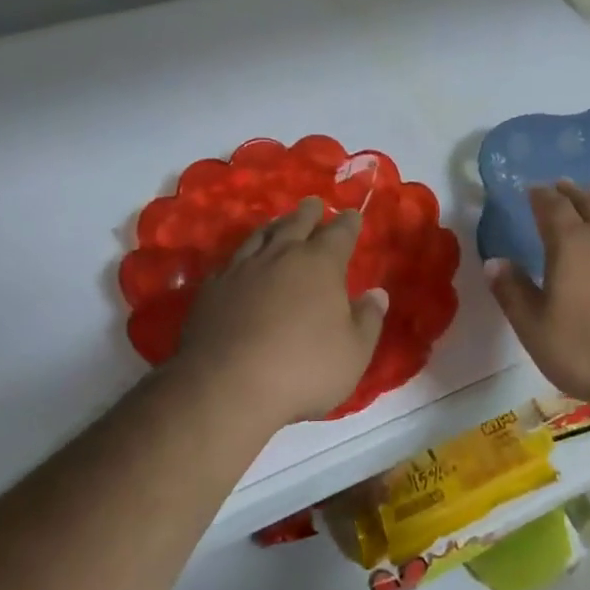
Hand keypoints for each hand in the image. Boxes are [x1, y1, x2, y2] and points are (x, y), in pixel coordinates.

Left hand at [176, 197, 386, 425]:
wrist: (227, 386)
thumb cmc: (303, 369)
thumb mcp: (354, 352)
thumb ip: (368, 319)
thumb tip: (377, 293)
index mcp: (320, 264)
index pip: (339, 234)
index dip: (349, 223)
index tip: (353, 215)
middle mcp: (281, 255)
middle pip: (297, 224)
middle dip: (310, 213)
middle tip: (314, 203)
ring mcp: (242, 269)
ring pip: (262, 236)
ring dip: (275, 226)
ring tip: (279, 222)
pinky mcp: (213, 288)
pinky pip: (231, 261)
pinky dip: (243, 256)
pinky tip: (241, 262)